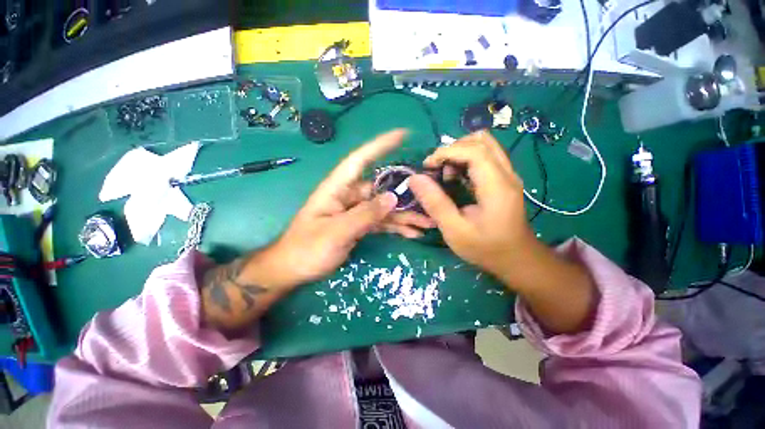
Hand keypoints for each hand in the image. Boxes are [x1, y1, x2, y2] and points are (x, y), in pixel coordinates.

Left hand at [267, 129, 432, 287]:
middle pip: (381, 188)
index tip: (403, 134)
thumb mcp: (336, 232)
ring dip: (405, 215)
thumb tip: (393, 197)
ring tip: (428, 223)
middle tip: (429, 198)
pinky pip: (381, 222)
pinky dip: (396, 227)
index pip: (360, 160)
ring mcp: (355, 211)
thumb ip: (364, 214)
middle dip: (405, 194)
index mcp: (337, 189)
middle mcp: (349, 196)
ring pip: (385, 208)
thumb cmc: (307, 249)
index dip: (380, 145)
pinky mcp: (359, 225)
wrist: (294, 270)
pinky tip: (412, 233)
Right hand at [409, 130, 534, 280]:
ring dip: (460, 152)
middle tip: (437, 170)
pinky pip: (485, 155)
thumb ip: (435, 203)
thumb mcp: (454, 230)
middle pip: (481, 140)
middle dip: (453, 149)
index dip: (446, 152)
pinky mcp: (504, 178)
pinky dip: (466, 159)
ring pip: (485, 144)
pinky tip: (457, 178)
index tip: (427, 167)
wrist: (516, 258)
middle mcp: (506, 174)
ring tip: (446, 174)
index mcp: (496, 186)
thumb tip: (414, 178)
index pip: (474, 150)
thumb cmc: (485, 248)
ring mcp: (508, 174)